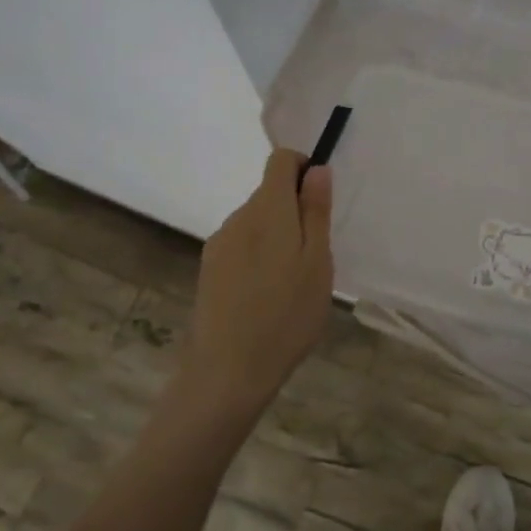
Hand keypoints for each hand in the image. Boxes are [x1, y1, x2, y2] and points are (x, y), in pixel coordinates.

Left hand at [182, 148, 333, 422]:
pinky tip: (267, 295)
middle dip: (294, 211)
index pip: (280, 160)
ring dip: (277, 236)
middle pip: (269, 193)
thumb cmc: (287, 315)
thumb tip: (317, 169)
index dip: (303, 169)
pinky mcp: (209, 268)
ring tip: (292, 282)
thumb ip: (316, 212)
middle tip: (315, 257)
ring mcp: (219, 244)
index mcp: (268, 210)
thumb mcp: (317, 262)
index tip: (320, 202)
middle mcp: (239, 217)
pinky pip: (241, 245)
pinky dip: (259, 256)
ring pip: (256, 222)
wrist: (228, 369)